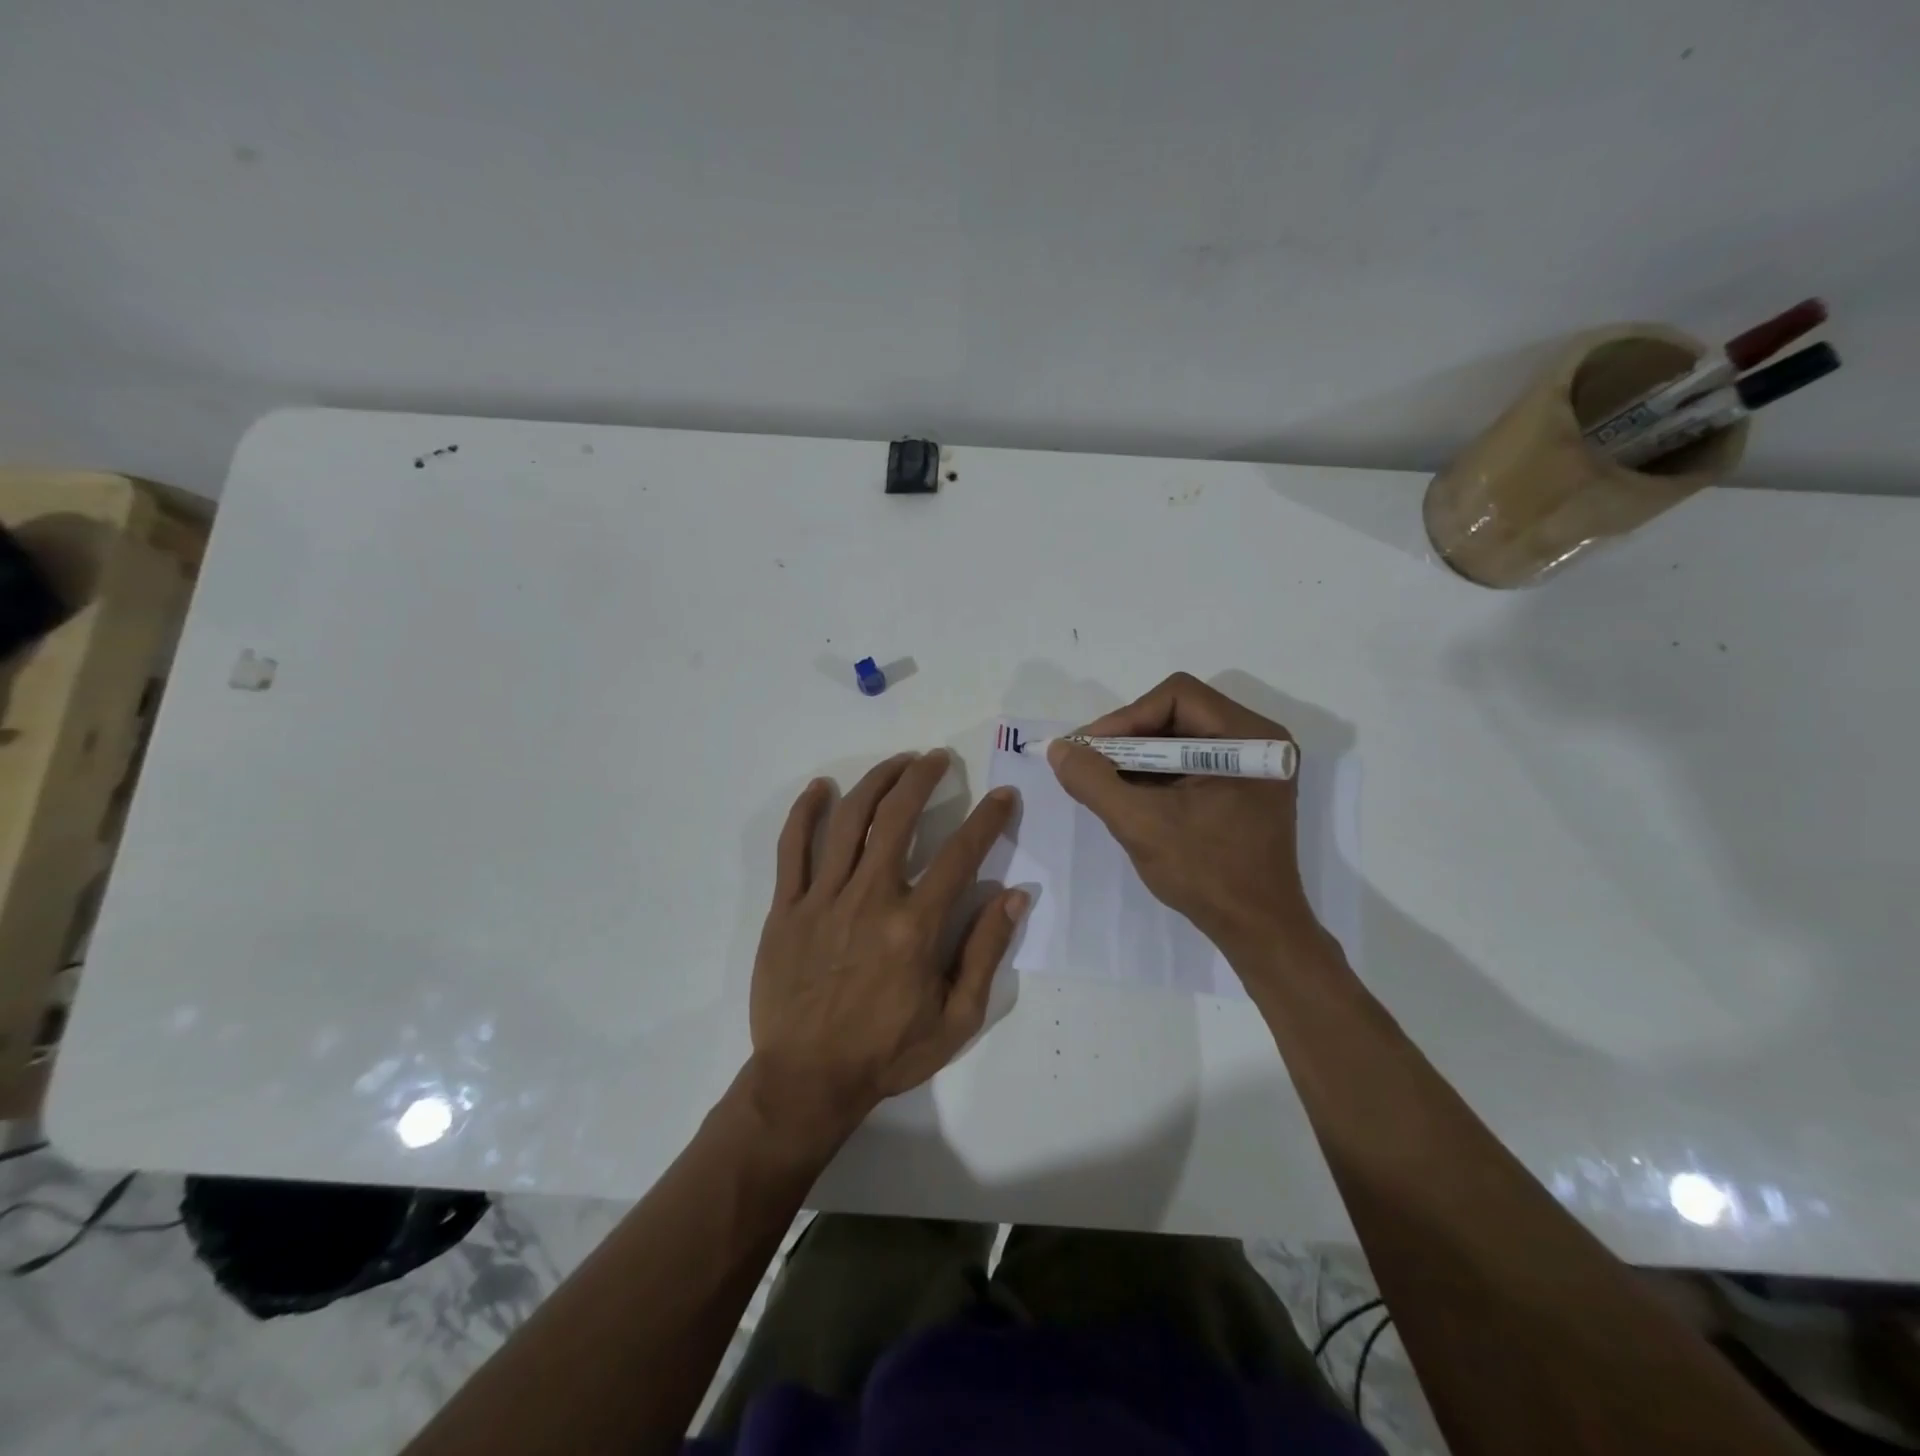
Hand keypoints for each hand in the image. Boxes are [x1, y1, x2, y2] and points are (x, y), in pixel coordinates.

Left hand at [748, 751, 1026, 1148]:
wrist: (808, 1080)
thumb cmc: (888, 1052)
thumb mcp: (956, 1018)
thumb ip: (985, 952)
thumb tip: (1014, 896)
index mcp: (915, 926)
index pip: (961, 854)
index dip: (987, 819)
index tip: (1002, 795)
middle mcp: (870, 898)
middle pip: (897, 818)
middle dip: (923, 778)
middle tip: (938, 759)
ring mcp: (823, 899)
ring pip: (848, 820)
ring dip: (876, 781)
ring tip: (897, 763)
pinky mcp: (786, 907)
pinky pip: (792, 848)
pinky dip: (805, 812)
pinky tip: (820, 787)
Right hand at [1048, 673, 1332, 974]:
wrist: (1258, 931)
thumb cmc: (1207, 874)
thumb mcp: (1140, 824)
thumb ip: (1094, 781)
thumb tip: (1059, 748)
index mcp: (1248, 737)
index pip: (1176, 697)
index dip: (1125, 718)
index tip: (1089, 751)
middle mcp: (1257, 739)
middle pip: (1177, 713)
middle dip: (1128, 739)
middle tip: (1090, 763)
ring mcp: (1252, 766)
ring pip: (1180, 738)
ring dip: (1138, 757)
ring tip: (1103, 781)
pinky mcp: (1242, 788)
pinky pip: (1189, 763)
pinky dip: (1155, 774)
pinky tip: (1130, 796)